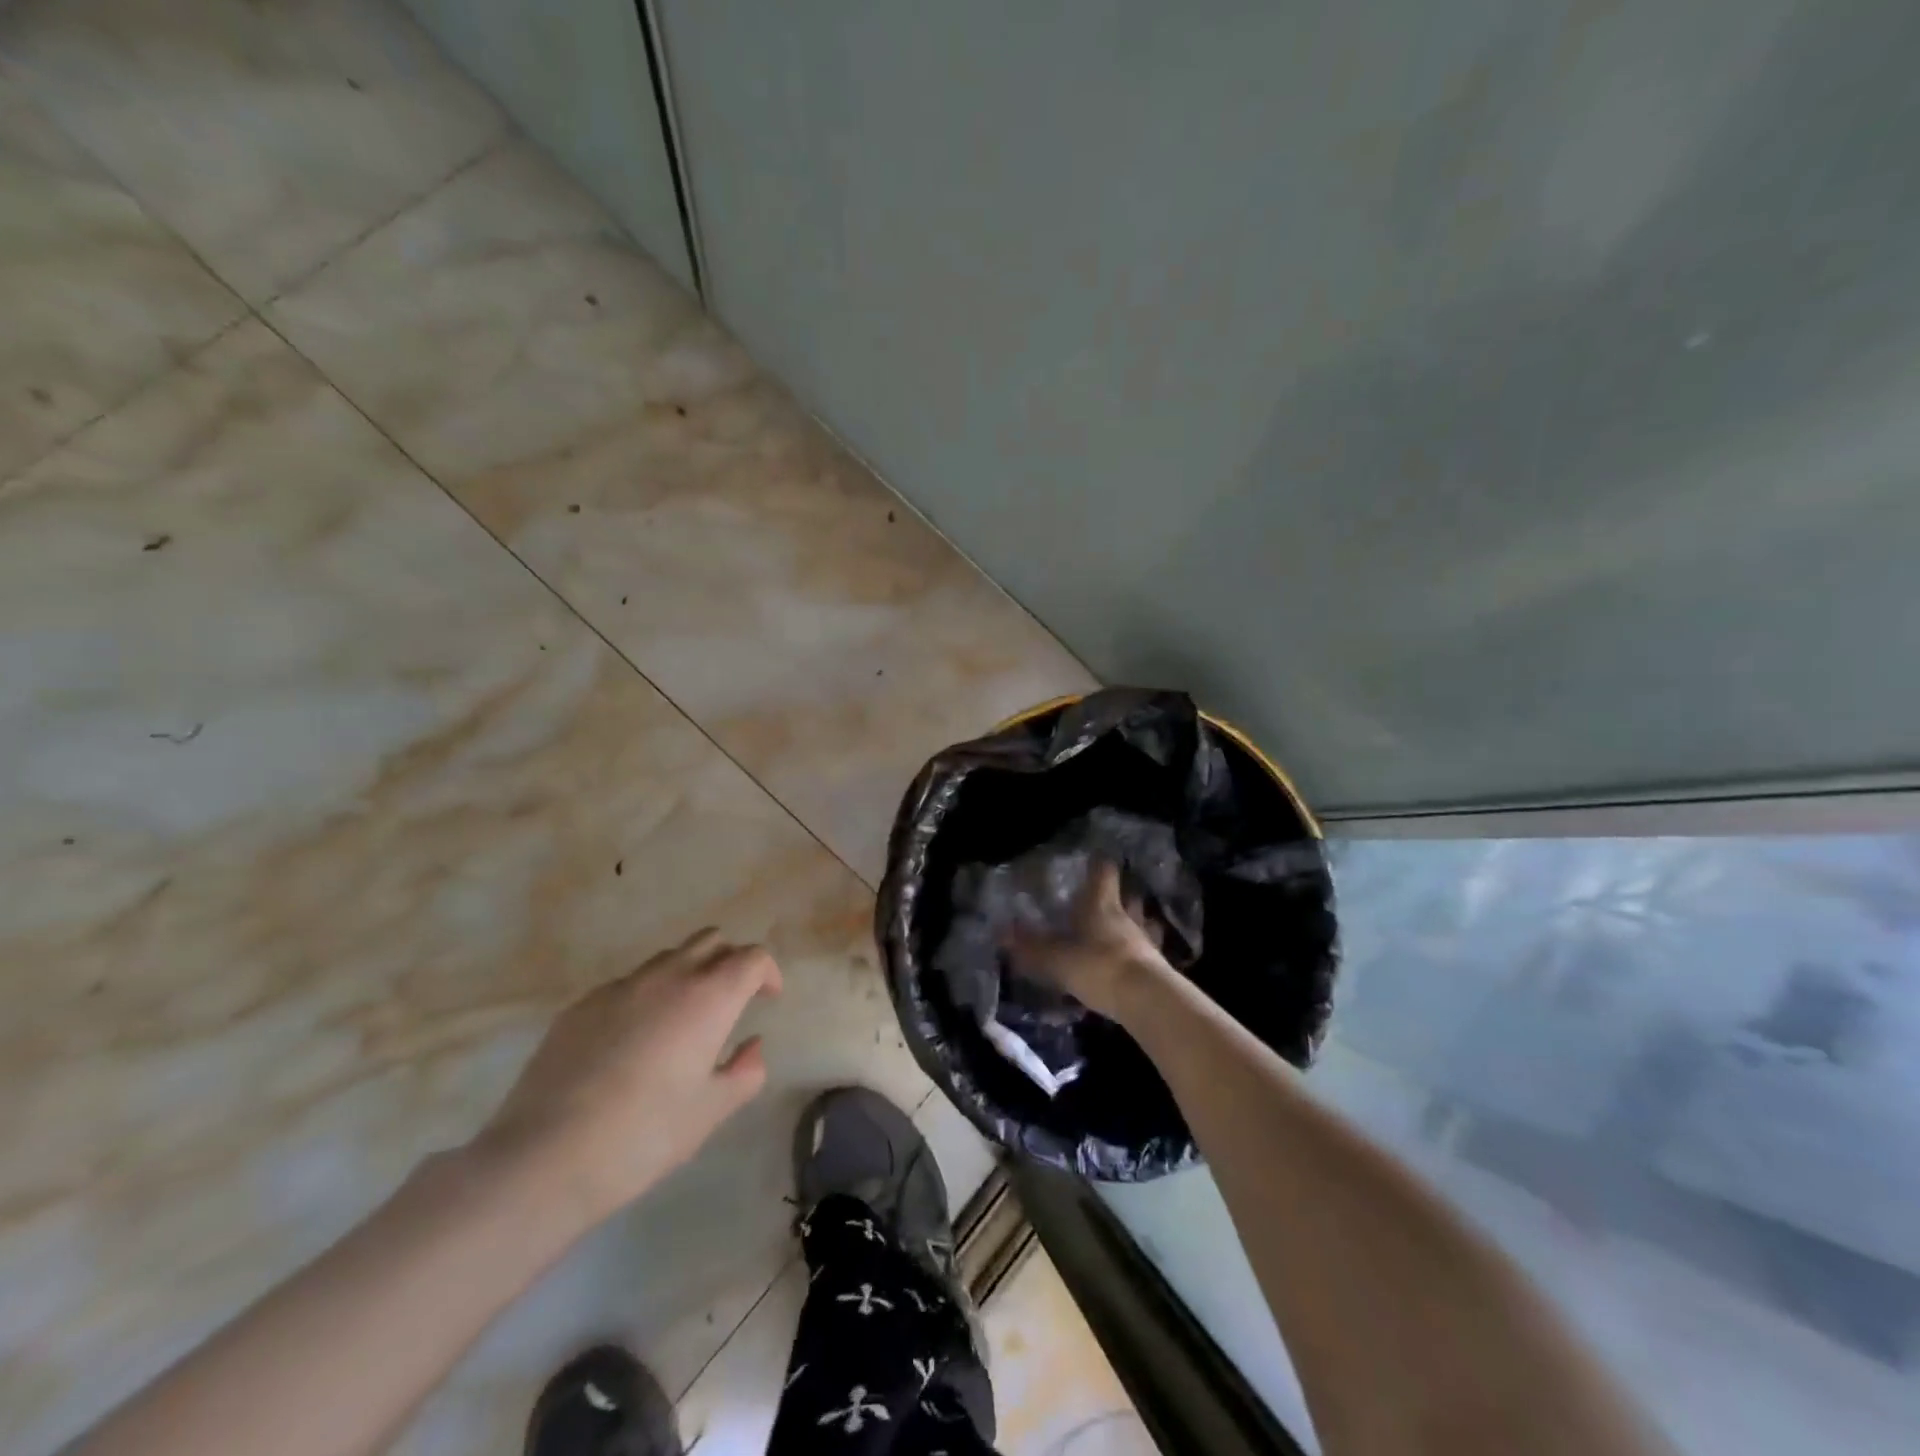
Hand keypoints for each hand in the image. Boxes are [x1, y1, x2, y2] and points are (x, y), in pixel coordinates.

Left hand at [471, 928, 781, 1224]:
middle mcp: (668, 977)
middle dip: (728, 961)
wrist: (544, 1157)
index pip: (751, 958)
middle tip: (729, 1000)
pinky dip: (644, 998)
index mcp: (709, 997)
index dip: (766, 972)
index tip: (766, 998)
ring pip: (667, 958)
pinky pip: (626, 985)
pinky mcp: (580, 1005)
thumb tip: (752, 1045)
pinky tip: (630, 1044)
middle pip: (710, 940)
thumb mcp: (710, 1112)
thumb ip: (745, 1072)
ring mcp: (620, 987)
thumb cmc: (644, 1135)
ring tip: (680, 1021)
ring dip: (686, 974)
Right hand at [1005, 861, 1173, 1023]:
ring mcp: (1146, 941)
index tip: (1093, 860)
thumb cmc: (1098, 966)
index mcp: (1101, 905)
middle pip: (1128, 895)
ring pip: (1142, 922)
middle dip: (1119, 894)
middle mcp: (1127, 916)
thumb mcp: (1056, 959)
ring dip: (1135, 922)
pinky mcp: (1158, 967)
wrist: (1146, 1000)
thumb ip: (1030, 947)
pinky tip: (1132, 960)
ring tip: (1122, 929)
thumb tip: (1001, 932)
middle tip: (1106, 898)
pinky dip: (1141, 953)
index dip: (1098, 864)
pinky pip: (1149, 952)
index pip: (1104, 871)